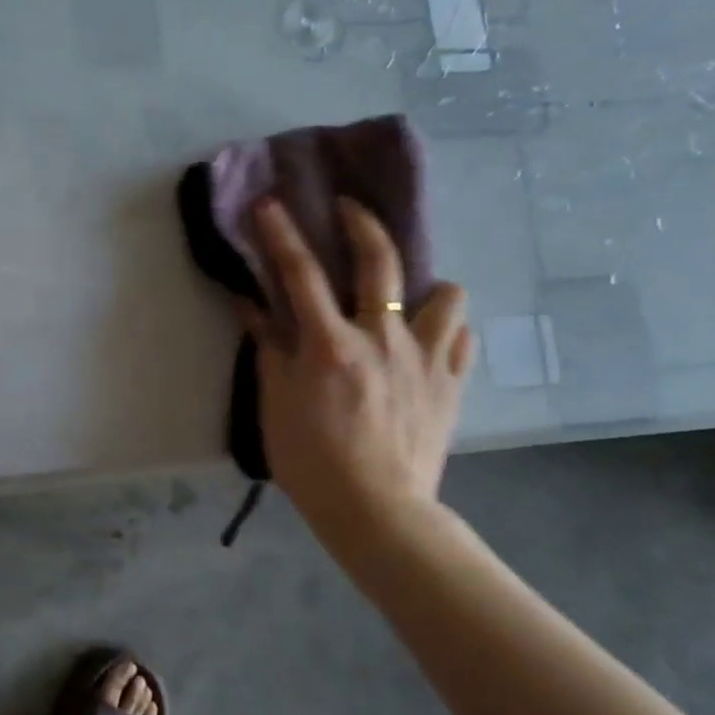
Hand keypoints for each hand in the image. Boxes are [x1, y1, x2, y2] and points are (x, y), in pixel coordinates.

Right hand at [238, 198, 473, 521]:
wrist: (377, 511)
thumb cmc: (312, 461)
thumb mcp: (276, 404)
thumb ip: (269, 348)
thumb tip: (251, 304)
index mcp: (331, 344)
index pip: (300, 273)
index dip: (281, 233)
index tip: (269, 203)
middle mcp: (383, 337)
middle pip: (380, 260)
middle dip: (362, 222)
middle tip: (349, 207)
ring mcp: (426, 358)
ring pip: (447, 293)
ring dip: (427, 286)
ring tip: (409, 299)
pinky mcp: (453, 383)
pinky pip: (462, 338)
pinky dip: (446, 330)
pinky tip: (429, 342)